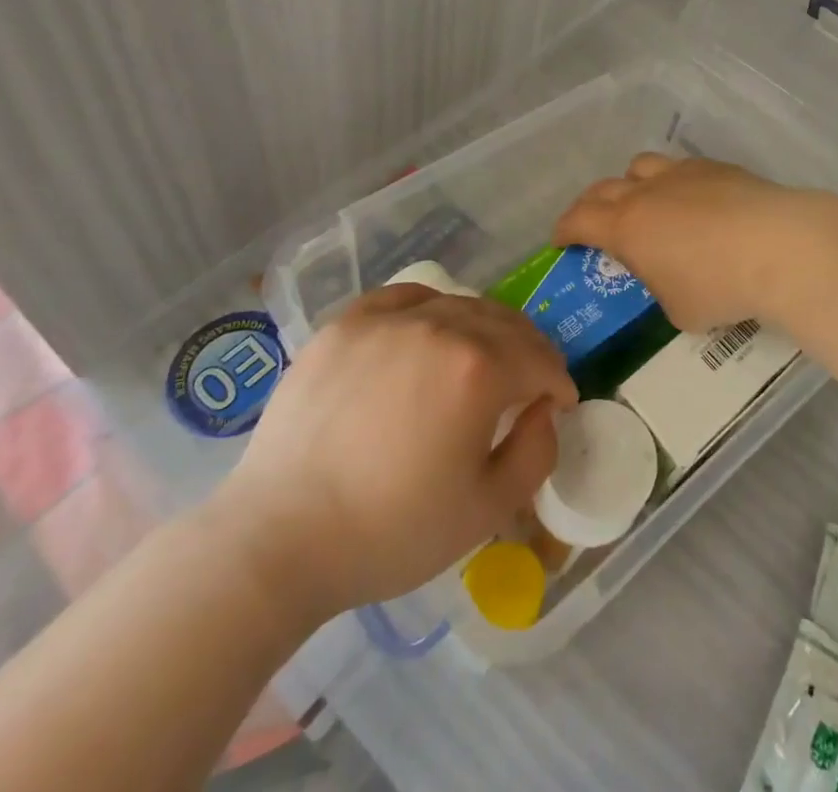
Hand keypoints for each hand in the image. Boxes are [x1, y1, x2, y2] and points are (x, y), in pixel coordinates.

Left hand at [210, 283, 575, 627]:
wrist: (279, 539)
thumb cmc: (390, 532)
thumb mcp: (486, 510)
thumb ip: (537, 452)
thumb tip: (544, 409)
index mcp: (479, 369)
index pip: (540, 360)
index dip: (558, 383)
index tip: (558, 403)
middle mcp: (440, 327)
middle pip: (506, 324)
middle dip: (529, 351)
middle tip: (529, 381)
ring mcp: (389, 320)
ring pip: (459, 305)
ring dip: (484, 329)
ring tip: (480, 358)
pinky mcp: (346, 323)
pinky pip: (406, 298)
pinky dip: (431, 309)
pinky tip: (428, 332)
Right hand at [554, 153, 832, 333]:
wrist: (779, 247)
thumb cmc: (719, 287)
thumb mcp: (678, 310)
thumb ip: (661, 289)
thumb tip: (668, 279)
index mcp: (626, 227)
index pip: (578, 220)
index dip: (564, 230)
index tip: (560, 241)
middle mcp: (646, 192)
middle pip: (603, 188)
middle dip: (590, 205)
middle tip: (594, 224)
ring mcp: (682, 173)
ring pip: (640, 166)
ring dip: (631, 184)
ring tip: (644, 204)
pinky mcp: (716, 167)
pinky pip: (681, 168)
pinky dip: (674, 183)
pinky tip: (694, 202)